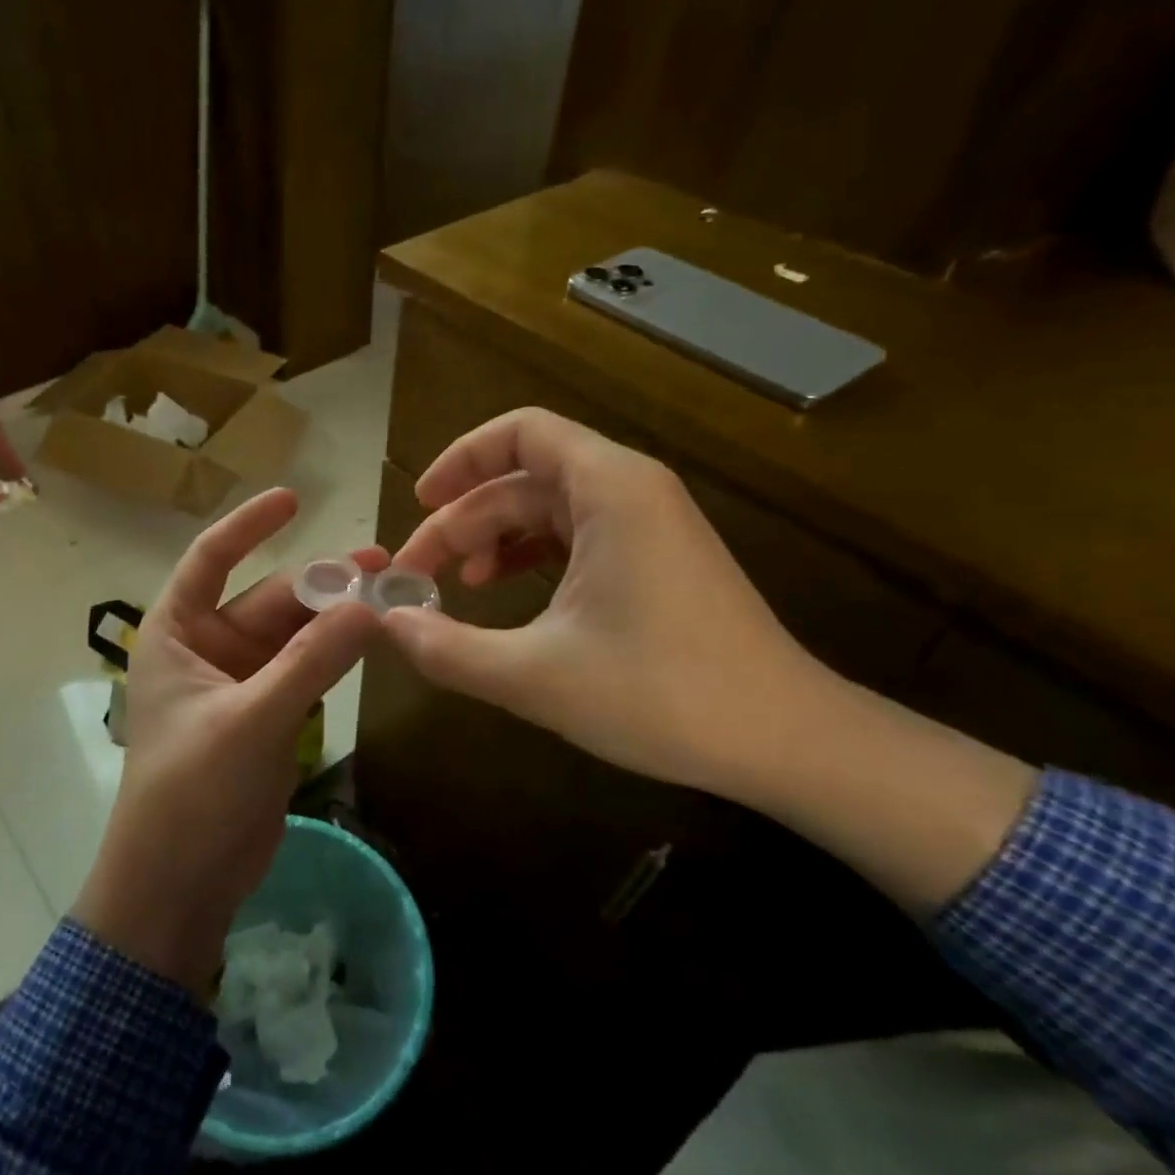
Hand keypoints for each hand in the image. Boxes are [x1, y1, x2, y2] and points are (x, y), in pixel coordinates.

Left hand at [73, 488, 381, 993]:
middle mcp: (206, 648)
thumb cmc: (191, 793)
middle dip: (322, 583)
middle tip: (385, 566)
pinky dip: (336, 655)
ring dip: (336, 618)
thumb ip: (311, 662)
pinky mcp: (267, 716)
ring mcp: (240, 683)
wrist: (180, 883)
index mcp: (176, 633)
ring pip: (294, 635)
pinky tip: (374, 640)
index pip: (210, 559)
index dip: (249, 525)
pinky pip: (306, 669)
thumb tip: (372, 606)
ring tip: (392, 596)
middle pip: (269, 599)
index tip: (294, 497)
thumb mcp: (251, 721)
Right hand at [384, 408, 827, 799]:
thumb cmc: (662, 695)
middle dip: (463, 519)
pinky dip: (532, 557)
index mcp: (610, 489)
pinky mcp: (657, 561)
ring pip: (549, 509)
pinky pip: (577, 537)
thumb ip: (448, 648)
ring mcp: (649, 526)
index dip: (459, 459)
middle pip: (524, 478)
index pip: (521, 432)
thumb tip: (387, 624)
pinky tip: (507, 597)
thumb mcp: (534, 676)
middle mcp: (631, 491)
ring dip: (494, 538)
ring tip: (459, 585)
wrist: (787, 742)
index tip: (416, 502)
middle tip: (418, 574)